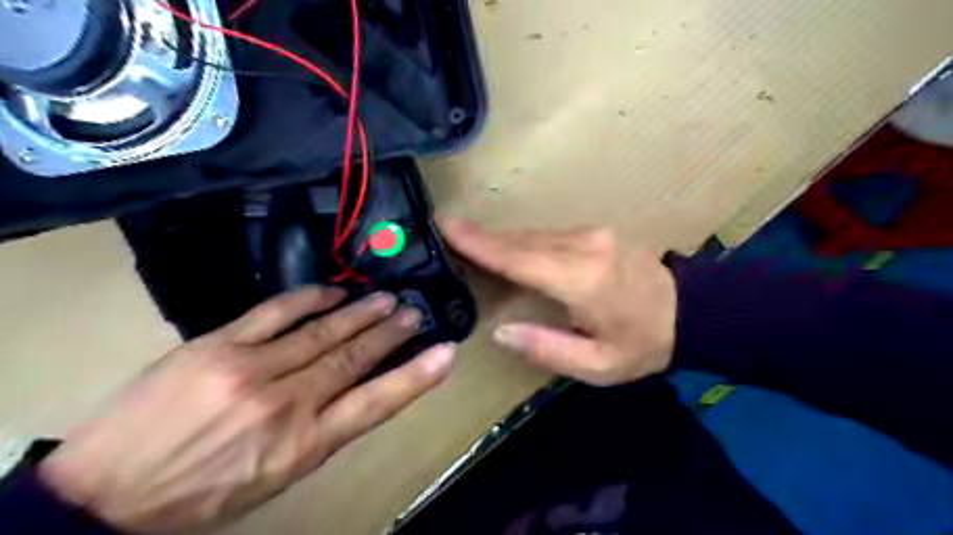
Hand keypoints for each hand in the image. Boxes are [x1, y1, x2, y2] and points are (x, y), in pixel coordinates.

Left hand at [37, 288, 453, 533]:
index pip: (376, 403)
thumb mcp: (278, 475)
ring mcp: (251, 369)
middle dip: (390, 333)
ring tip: (387, 299)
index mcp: (303, 445)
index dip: (416, 376)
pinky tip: (334, 291)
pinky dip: (310, 299)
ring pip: (322, 332)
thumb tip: (360, 389)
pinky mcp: (217, 345)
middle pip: (353, 358)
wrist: (109, 494)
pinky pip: (276, 312)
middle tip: (414, 313)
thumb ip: (323, 430)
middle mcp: (286, 403)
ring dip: (360, 313)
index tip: (446, 353)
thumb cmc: (207, 492)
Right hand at [440, 215, 676, 385]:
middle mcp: (584, 247)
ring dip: (499, 240)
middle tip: (444, 232)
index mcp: (583, 281)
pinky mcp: (595, 232)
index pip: (518, 258)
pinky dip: (521, 242)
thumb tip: (500, 331)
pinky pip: (547, 235)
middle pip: (520, 241)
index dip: (478, 243)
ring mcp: (592, 234)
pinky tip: (506, 250)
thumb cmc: (642, 345)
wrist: (689, 311)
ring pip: (532, 235)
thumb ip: (546, 349)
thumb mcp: (597, 366)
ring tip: (466, 243)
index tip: (445, 226)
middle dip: (480, 238)